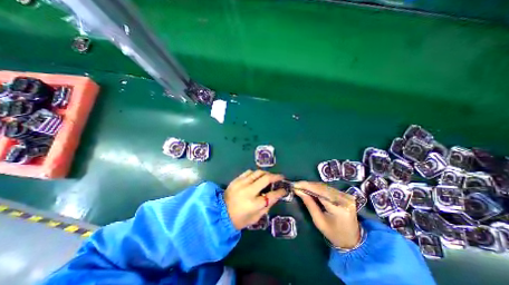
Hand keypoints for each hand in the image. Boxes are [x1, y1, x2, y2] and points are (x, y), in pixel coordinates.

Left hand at [224, 170, 287, 230]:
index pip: (272, 195)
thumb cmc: (240, 219)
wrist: (220, 213)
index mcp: (254, 204)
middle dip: (276, 177)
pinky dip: (255, 173)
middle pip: (266, 178)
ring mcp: (242, 183)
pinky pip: (249, 172)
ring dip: (266, 173)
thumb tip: (275, 195)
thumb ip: (267, 206)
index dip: (281, 192)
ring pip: (258, 172)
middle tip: (280, 177)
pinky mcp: (236, 180)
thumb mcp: (256, 217)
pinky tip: (256, 177)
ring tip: (269, 176)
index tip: (284, 189)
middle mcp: (249, 191)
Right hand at [292, 182, 358, 248]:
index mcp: (339, 208)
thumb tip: (298, 191)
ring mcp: (346, 195)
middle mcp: (344, 199)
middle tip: (296, 185)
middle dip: (308, 185)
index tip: (295, 185)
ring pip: (324, 186)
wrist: (353, 240)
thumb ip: (309, 204)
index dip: (306, 186)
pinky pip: (328, 188)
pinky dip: (317, 188)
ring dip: (312, 186)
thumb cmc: (334, 234)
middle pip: (322, 187)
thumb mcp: (319, 221)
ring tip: (301, 186)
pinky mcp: (345, 195)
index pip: (320, 192)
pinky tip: (310, 189)